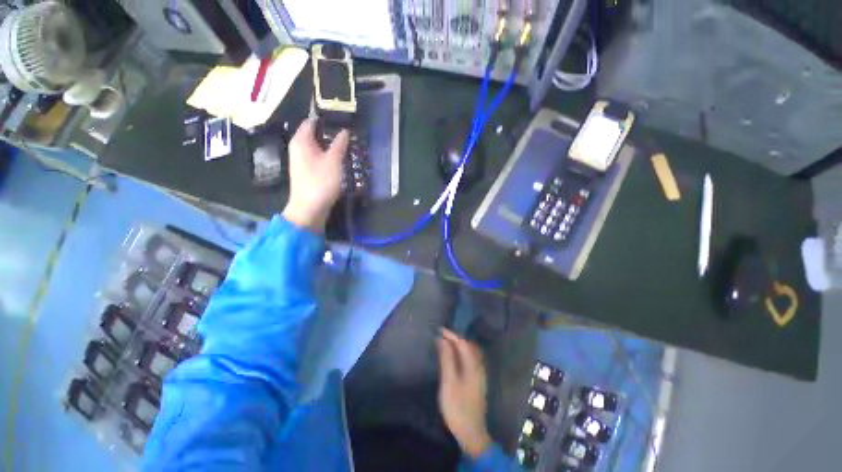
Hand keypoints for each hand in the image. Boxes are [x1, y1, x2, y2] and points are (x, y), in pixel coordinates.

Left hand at [282, 118, 349, 232]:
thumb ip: (339, 144)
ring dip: (330, 145)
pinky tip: (338, 159)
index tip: (342, 119)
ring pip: (317, 147)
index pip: (311, 121)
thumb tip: (345, 131)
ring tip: (346, 145)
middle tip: (348, 133)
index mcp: (301, 141)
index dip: (326, 118)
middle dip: (330, 133)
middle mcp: (298, 147)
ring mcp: (301, 160)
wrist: (309, 208)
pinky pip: (317, 157)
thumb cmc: (321, 181)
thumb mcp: (334, 161)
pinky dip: (327, 156)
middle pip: (314, 134)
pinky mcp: (306, 171)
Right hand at [437, 328, 492, 458]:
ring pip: (470, 352)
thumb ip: (447, 359)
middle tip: (441, 335)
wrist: (471, 433)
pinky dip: (461, 352)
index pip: (463, 342)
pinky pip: (470, 359)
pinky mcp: (477, 380)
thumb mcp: (449, 382)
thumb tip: (442, 339)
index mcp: (473, 365)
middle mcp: (479, 366)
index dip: (451, 334)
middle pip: (469, 345)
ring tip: (446, 342)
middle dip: (455, 337)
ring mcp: (479, 374)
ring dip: (459, 344)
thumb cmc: (458, 407)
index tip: (439, 329)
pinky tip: (454, 356)